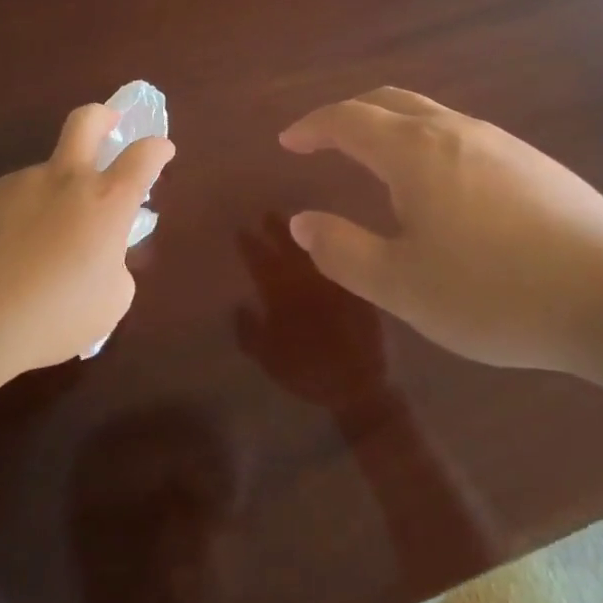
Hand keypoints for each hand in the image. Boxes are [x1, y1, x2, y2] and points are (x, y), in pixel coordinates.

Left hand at [0, 104, 174, 369]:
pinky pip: (10, 201)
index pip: (143, 156)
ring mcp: (19, 183)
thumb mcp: (109, 302)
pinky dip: (16, 220)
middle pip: (86, 121)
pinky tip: (3, 257)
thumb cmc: (54, 315)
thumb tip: (101, 256)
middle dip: (102, 116)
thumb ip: (114, 266)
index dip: (157, 148)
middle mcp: (64, 179)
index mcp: (106, 201)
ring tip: (37, 249)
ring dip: (51, 198)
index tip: (161, 150)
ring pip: (44, 177)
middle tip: (107, 125)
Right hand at [235, 218, 387, 413]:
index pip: (262, 261)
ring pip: (318, 247)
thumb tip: (240, 305)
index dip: (251, 245)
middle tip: (268, 214)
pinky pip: (346, 258)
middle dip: (278, 229)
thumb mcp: (269, 359)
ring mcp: (338, 280)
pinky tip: (334, 240)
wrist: (362, 388)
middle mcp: (310, 279)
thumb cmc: (309, 373)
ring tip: (296, 222)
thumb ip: (251, 332)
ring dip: (306, 233)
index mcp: (283, 294)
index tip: (242, 228)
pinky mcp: (361, 285)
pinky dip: (338, 246)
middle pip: (292, 245)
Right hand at [279, 88, 602, 372]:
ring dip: (390, 126)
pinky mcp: (534, 162)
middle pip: (389, 100)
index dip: (312, 126)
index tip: (288, 141)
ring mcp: (501, 142)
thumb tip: (301, 222)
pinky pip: (461, 134)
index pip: (347, 119)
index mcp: (414, 151)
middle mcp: (455, 130)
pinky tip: (441, 186)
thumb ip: (343, 251)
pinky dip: (426, 142)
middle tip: (324, 140)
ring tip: (376, 163)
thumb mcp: (402, 285)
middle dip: (348, 114)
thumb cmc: (495, 293)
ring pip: (429, 114)